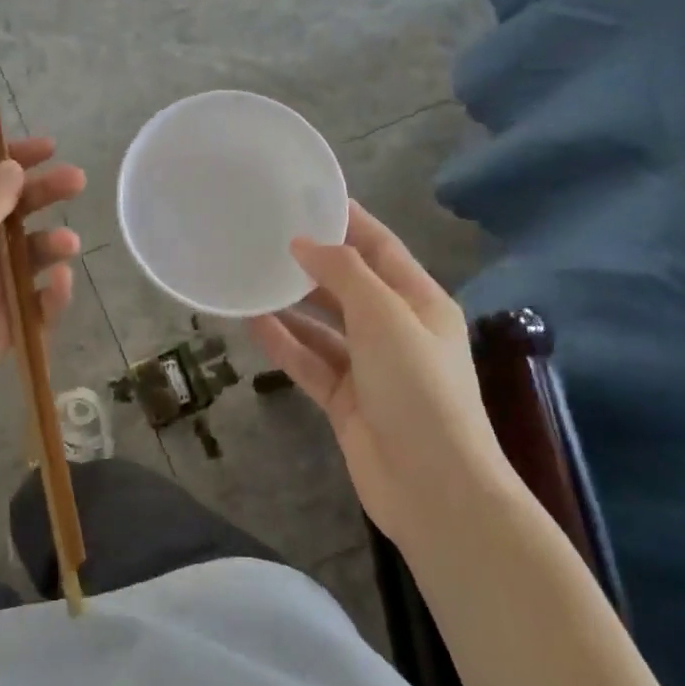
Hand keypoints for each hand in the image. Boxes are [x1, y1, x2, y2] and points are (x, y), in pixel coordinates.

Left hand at [0, 138, 84, 434]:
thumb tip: (11, 166)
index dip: (13, 160)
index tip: (50, 148)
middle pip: (14, 213)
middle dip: (44, 195)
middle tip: (78, 182)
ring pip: (30, 258)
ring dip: (51, 245)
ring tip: (68, 244)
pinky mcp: (3, 327)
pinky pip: (36, 304)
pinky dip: (51, 294)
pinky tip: (59, 284)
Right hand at [246, 202, 510, 545]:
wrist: (433, 489)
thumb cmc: (419, 389)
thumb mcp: (385, 318)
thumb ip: (344, 274)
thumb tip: (304, 243)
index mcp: (419, 302)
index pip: (380, 247)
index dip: (348, 220)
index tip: (307, 196)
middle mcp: (395, 329)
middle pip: (348, 284)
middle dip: (312, 262)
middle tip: (265, 236)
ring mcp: (369, 367)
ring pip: (324, 324)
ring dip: (292, 304)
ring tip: (251, 275)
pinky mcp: (345, 400)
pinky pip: (310, 360)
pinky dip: (285, 343)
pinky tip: (252, 323)